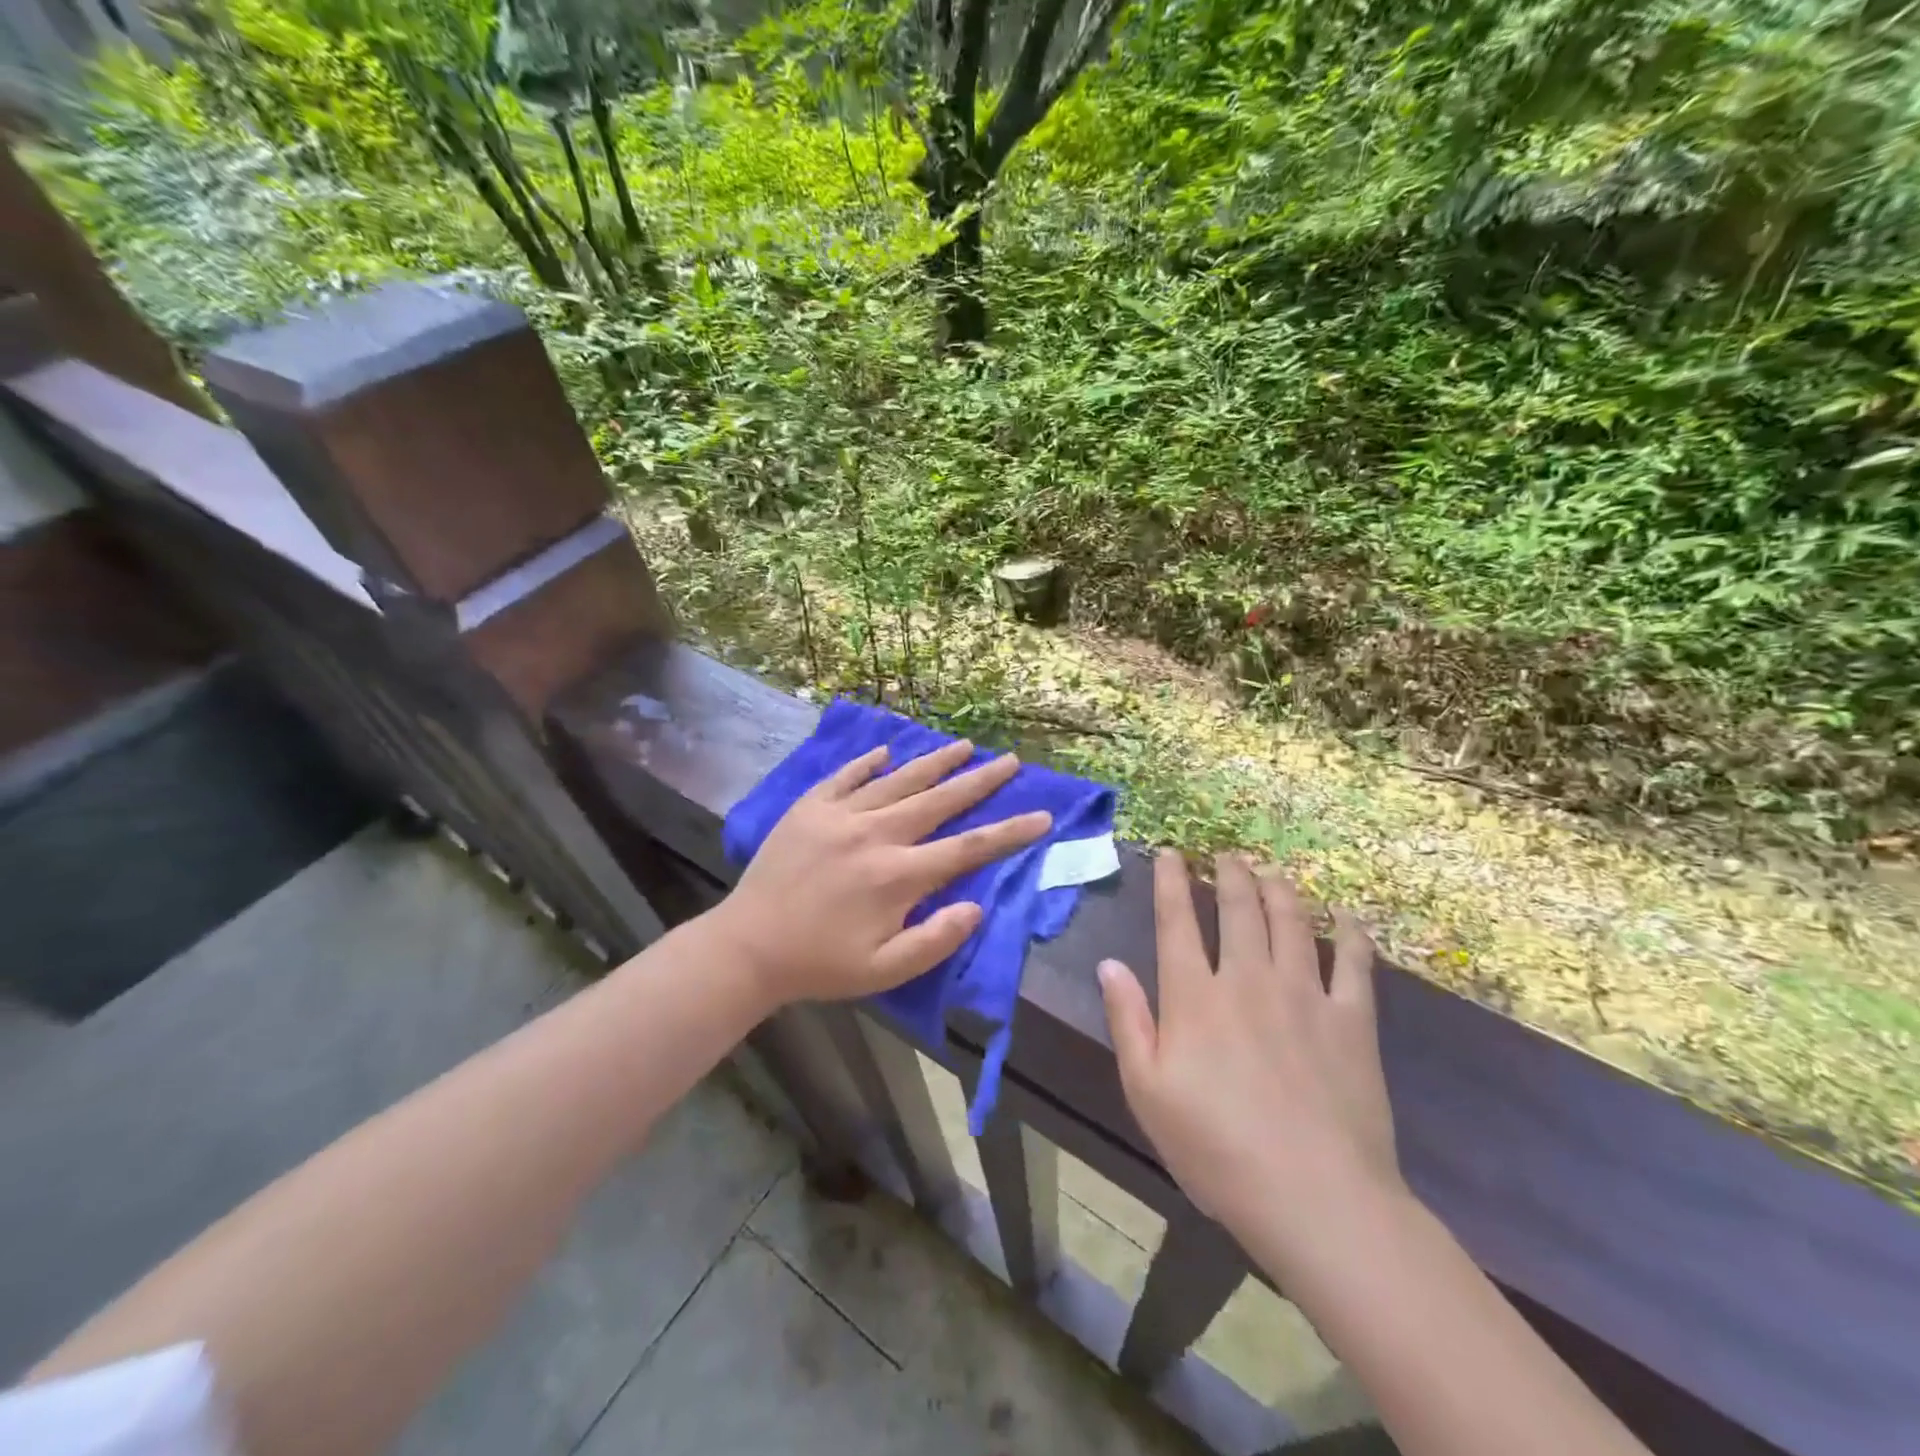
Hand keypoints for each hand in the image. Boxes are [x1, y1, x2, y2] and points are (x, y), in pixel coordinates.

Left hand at [714, 739, 1051, 1007]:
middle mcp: (875, 834)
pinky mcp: (810, 807)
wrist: (748, 947)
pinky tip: (888, 749)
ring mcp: (840, 815)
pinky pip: (847, 775)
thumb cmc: (821, 964)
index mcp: (898, 876)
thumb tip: (976, 907)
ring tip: (965, 745)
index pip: (967, 847)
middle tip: (1010, 761)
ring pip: (899, 779)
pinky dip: (869, 761)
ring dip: (935, 762)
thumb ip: (935, 941)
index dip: (1009, 832)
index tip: (1042, 815)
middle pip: (939, 800)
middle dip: (980, 780)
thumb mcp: (884, 971)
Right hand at [1098, 852, 1402, 1275]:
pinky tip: (1346, 916)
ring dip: (1280, 888)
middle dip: (1230, 874)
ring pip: (1292, 922)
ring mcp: (1304, 995)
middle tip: (1227, 854)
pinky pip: (1354, 963)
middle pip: (1239, 908)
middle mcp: (1248, 979)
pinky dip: (1350, 933)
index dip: (1170, 882)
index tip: (1170, 853)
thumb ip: (1127, 1020)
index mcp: (1195, 996)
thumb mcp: (1146, 1091)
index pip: (1177, 922)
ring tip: (1271, 870)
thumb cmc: (1216, 1148)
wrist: (1315, 1198)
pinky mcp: (1353, 1021)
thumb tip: (1109, 964)